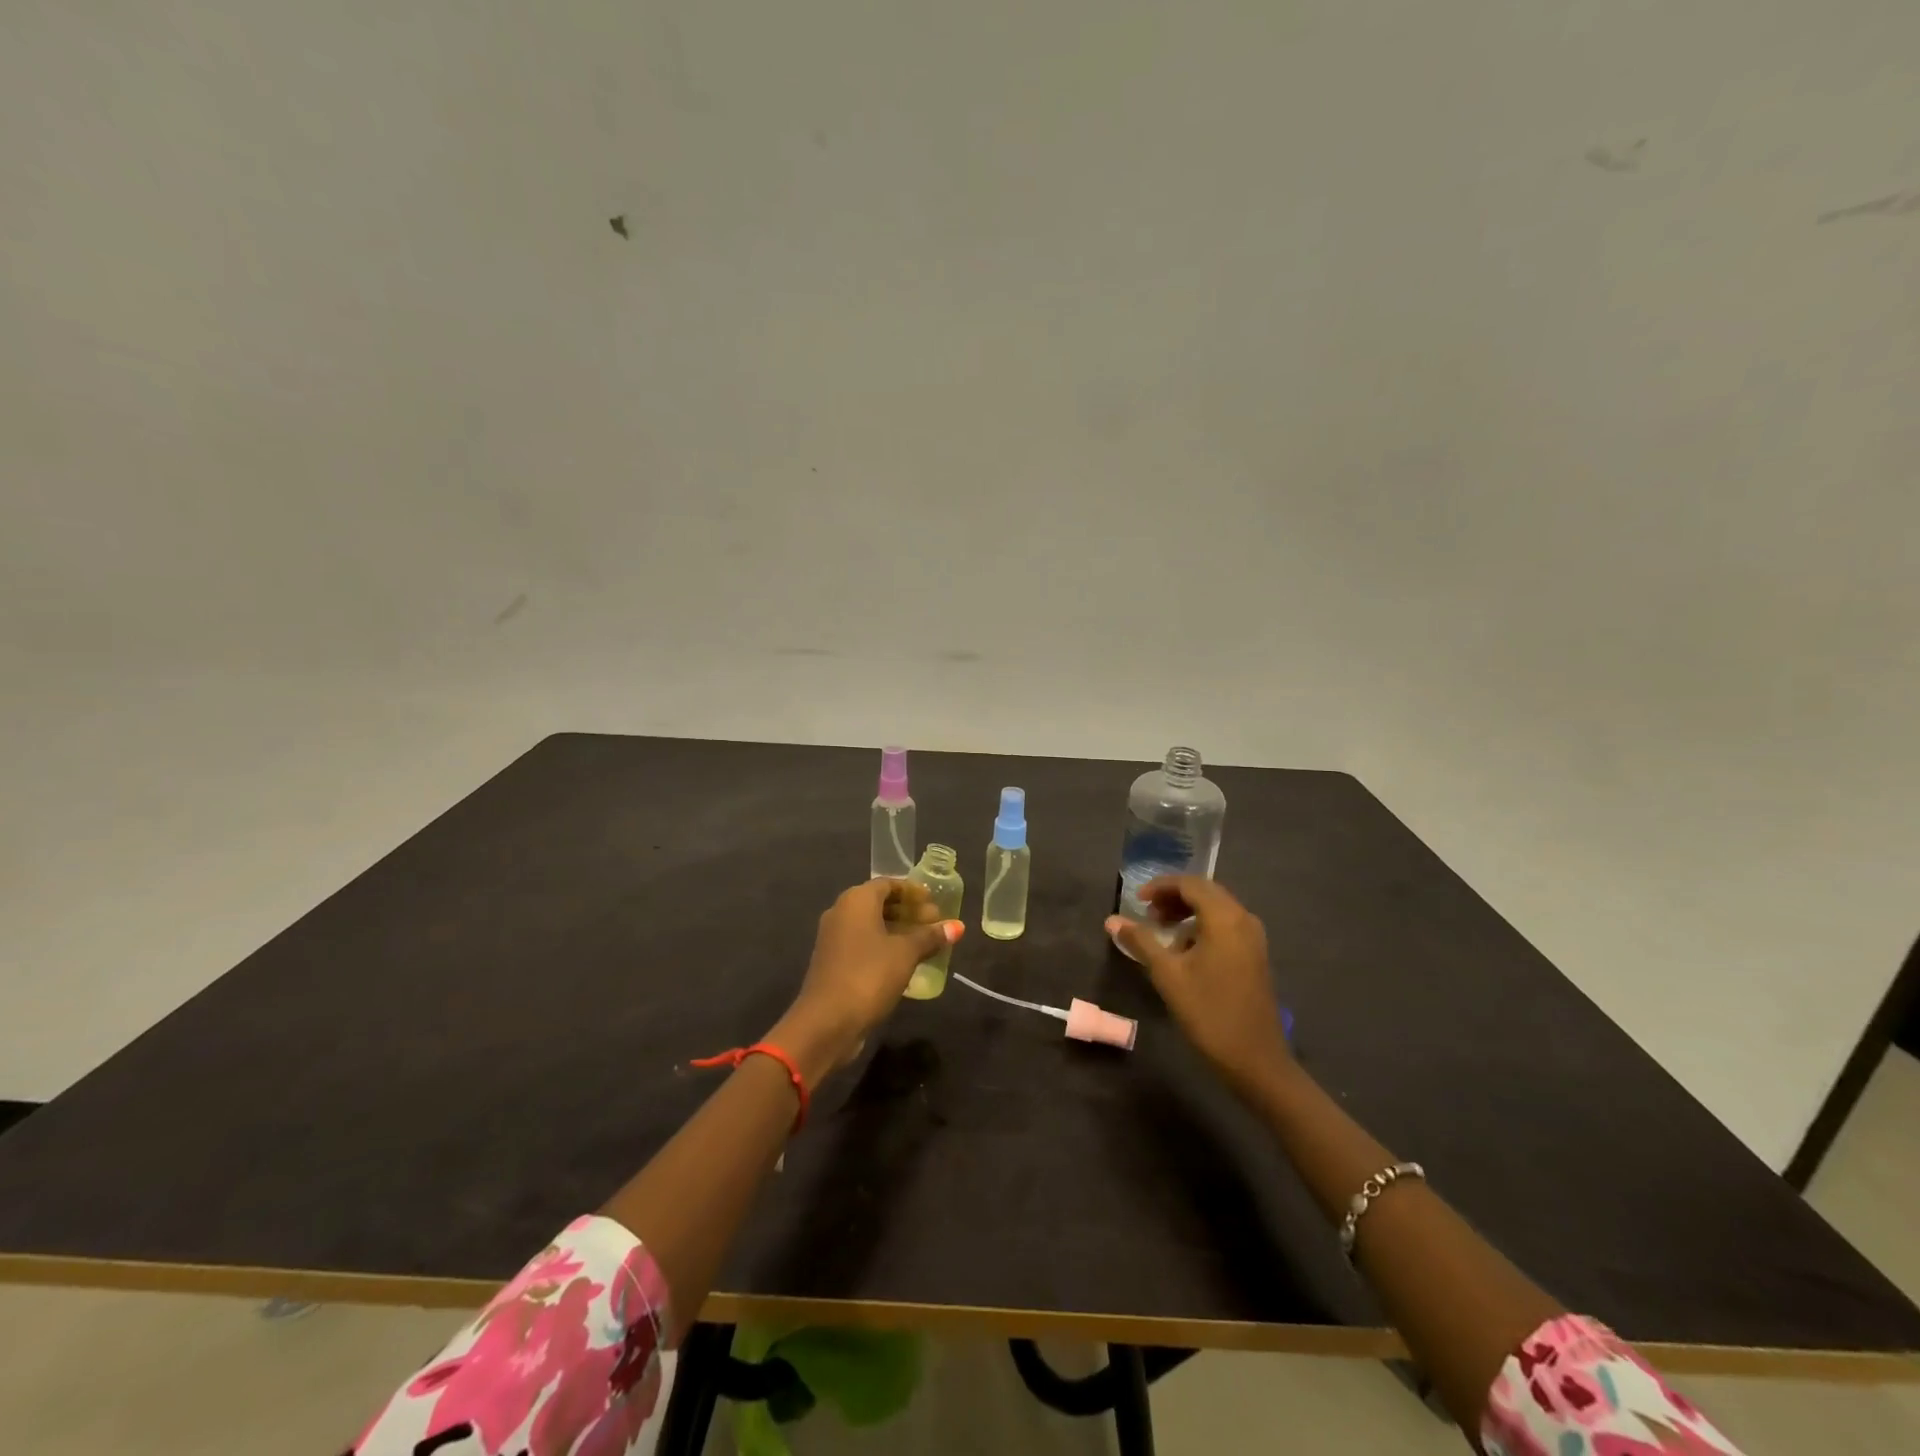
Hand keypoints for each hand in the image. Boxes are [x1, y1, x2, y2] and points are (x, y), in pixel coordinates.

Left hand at [770, 878, 962, 1083]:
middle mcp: (841, 912)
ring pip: (871, 925)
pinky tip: (905, 962)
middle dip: (908, 911)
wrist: (827, 1022)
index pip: (888, 883)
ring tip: (926, 942)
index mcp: (856, 900)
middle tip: (935, 922)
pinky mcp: (833, 962)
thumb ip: (930, 936)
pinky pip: (864, 944)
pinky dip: (885, 947)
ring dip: (898, 931)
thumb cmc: (869, 975)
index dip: (913, 891)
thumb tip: (958, 926)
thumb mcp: (906, 954)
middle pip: (879, 903)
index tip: (934, 901)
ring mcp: (834, 939)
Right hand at [1105, 877, 1291, 1098]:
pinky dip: (1202, 928)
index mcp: (1225, 918)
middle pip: (1205, 893)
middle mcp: (1244, 919)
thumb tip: (1112, 920)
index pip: (1190, 884)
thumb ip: (1140, 941)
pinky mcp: (1255, 956)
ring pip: (1216, 910)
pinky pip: (1226, 927)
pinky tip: (1185, 952)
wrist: (1256, 1060)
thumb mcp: (1168, 975)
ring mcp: (1253, 939)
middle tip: (1147, 913)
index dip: (1161, 886)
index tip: (1137, 900)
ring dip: (1188, 913)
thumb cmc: (1208, 1012)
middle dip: (1174, 898)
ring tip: (1162, 933)